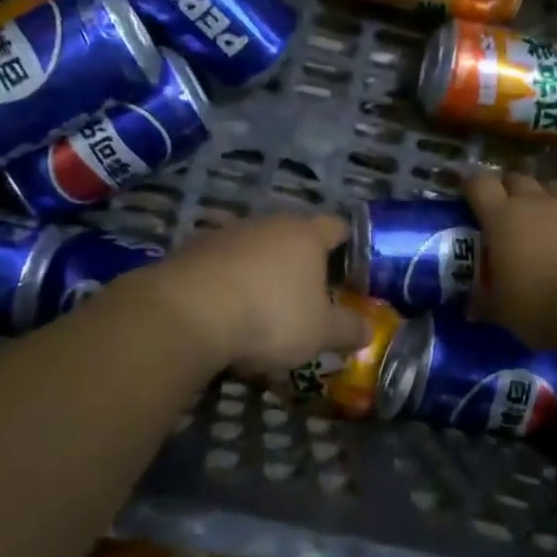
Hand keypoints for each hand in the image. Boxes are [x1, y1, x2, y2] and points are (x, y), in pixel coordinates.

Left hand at [140, 213, 371, 376]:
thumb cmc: (269, 316)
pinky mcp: (192, 249)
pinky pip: (220, 261)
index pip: (336, 226)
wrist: (188, 312)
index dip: (346, 244)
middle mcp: (268, 223)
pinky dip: (226, 278)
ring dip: (259, 266)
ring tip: (261, 301)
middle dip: (300, 258)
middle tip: (307, 291)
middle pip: (292, 233)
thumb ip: (347, 329)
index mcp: (306, 235)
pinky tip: (223, 306)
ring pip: (253, 245)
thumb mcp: (319, 333)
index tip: (349, 266)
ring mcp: (227, 233)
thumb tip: (368, 330)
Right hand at [464, 171, 556, 349]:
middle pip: (516, 178)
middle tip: (504, 206)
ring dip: (542, 197)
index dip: (470, 184)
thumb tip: (472, 308)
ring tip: (541, 218)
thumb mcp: (503, 310)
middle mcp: (535, 202)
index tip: (465, 190)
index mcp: (502, 217)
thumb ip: (486, 302)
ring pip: (551, 188)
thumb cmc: (541, 304)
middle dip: (507, 187)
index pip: (479, 185)